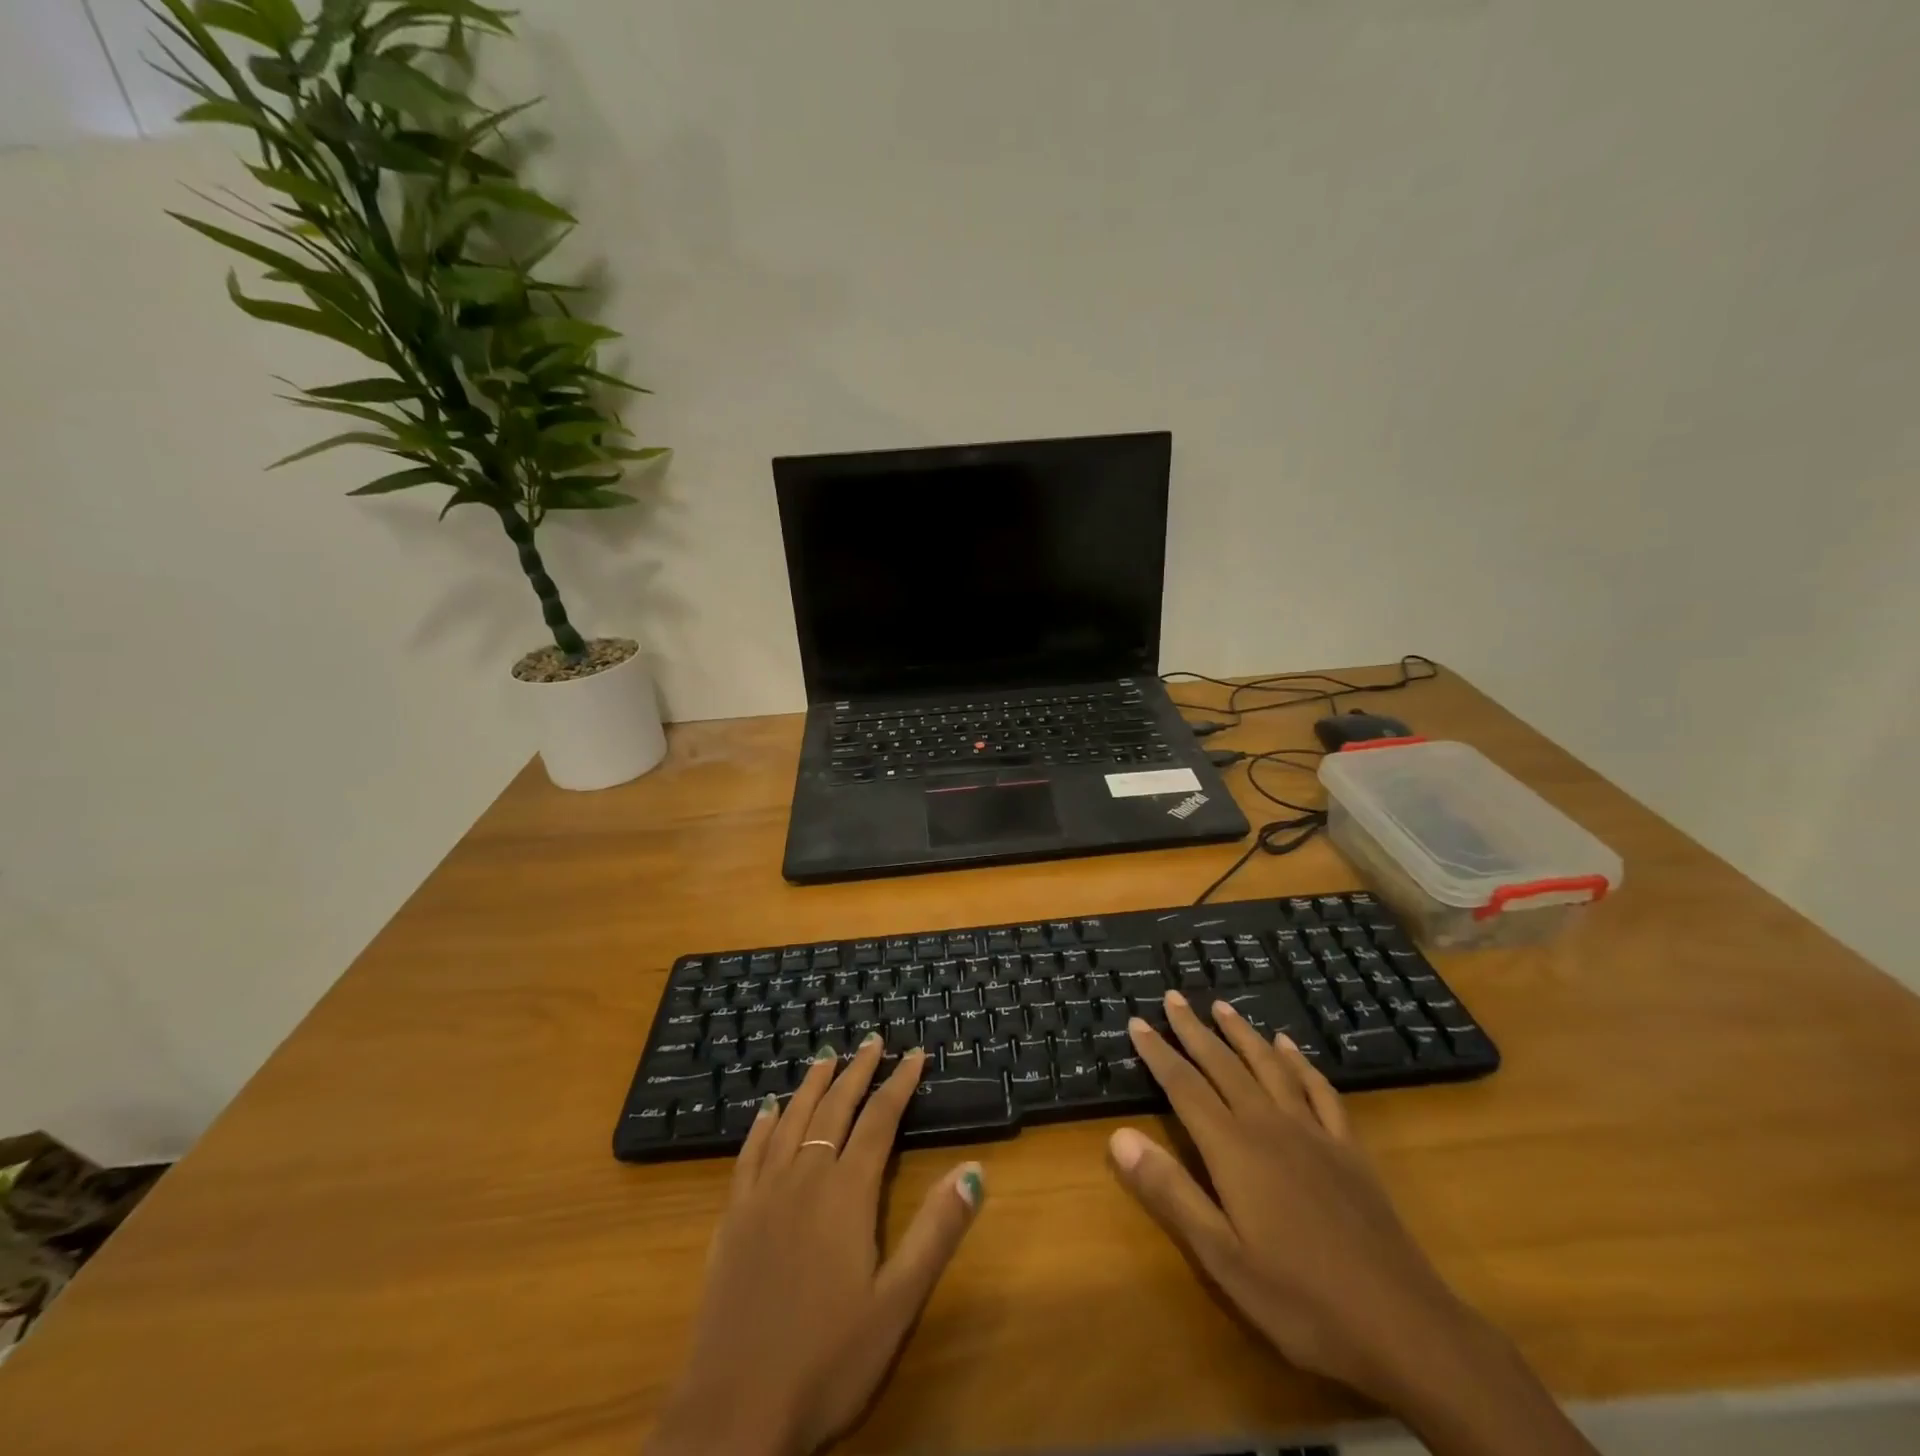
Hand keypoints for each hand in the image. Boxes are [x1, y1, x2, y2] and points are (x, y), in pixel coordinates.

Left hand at [645, 1041, 984, 1455]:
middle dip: (857, 1071)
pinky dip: (762, 1124)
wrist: (733, 1413)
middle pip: (834, 1108)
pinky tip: (767, 1110)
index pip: (879, 1121)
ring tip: (826, 1056)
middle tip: (872, 1040)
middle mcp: (803, 1178)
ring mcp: (762, 1195)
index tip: (915, 1054)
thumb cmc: (827, 1360)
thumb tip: (974, 1169)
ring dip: (812, 1085)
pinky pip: (748, 1154)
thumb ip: (935, 1231)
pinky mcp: (732, 1218)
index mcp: (846, 1194)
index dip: (899, 1084)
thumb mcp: (897, 1304)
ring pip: (791, 1120)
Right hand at [1111, 991, 1597, 1455]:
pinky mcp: (1349, 1149)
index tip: (1136, 1020)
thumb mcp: (1223, 1259)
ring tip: (1222, 1006)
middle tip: (1173, 996)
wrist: (1405, 1328)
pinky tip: (1290, 1047)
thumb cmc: (1302, 1301)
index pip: (1184, 1087)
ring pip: (1269, 1066)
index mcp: (1234, 1150)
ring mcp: (1314, 1133)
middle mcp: (1270, 1126)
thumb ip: (1171, 1193)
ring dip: (1243, 1033)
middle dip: (1194, 1029)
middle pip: (1224, 1065)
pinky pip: (1320, 1090)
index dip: (1158, 1052)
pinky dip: (1300, 1062)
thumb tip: (1119, 1135)